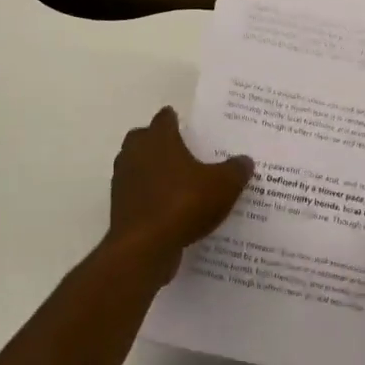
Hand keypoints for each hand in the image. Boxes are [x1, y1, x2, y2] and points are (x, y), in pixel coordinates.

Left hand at [107, 108, 253, 269]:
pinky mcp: (120, 206)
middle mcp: (135, 153)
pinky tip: (168, 208)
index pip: (164, 118)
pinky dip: (149, 195)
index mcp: (158, 139)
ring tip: (176, 181)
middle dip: (158, 142)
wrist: (144, 246)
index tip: (185, 124)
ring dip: (151, 169)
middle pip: (143, 138)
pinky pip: (137, 193)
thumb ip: (235, 170)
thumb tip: (245, 160)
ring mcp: (123, 180)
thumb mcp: (223, 186)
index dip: (174, 119)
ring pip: (136, 165)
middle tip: (180, 151)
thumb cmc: (183, 204)